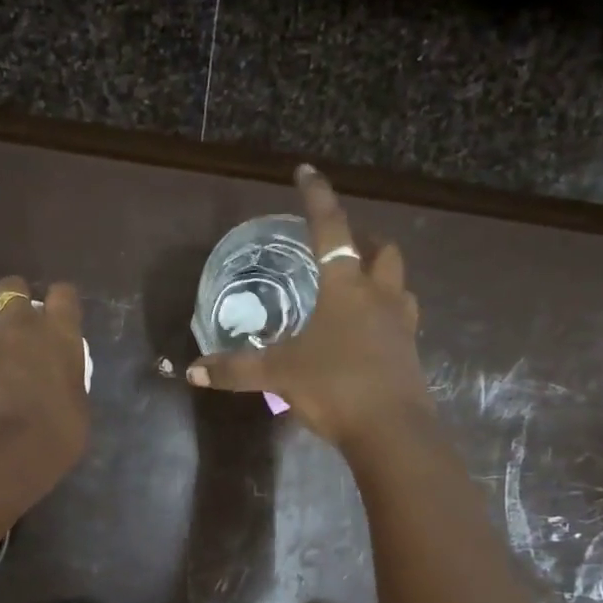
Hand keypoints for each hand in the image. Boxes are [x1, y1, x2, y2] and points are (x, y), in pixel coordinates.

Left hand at [0, 276, 89, 492]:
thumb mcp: (78, 402)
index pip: (63, 293)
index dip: (61, 301)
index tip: (60, 315)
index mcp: (58, 332)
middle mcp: (19, 327)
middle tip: (16, 322)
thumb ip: (66, 381)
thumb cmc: (62, 427)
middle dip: (11, 297)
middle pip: (10, 286)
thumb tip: (57, 387)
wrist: (13, 449)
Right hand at [187, 166, 429, 451]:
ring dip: (381, 277)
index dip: (316, 197)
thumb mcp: (278, 375)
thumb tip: (192, 370)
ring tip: (358, 288)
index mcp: (345, 288)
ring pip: (399, 284)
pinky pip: (401, 320)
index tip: (306, 171)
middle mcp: (379, 296)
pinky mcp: (410, 353)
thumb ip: (236, 369)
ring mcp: (401, 324)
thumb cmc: (335, 388)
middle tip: (343, 246)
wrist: (392, 432)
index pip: (330, 229)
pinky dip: (386, 315)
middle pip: (382, 250)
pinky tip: (367, 334)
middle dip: (364, 240)